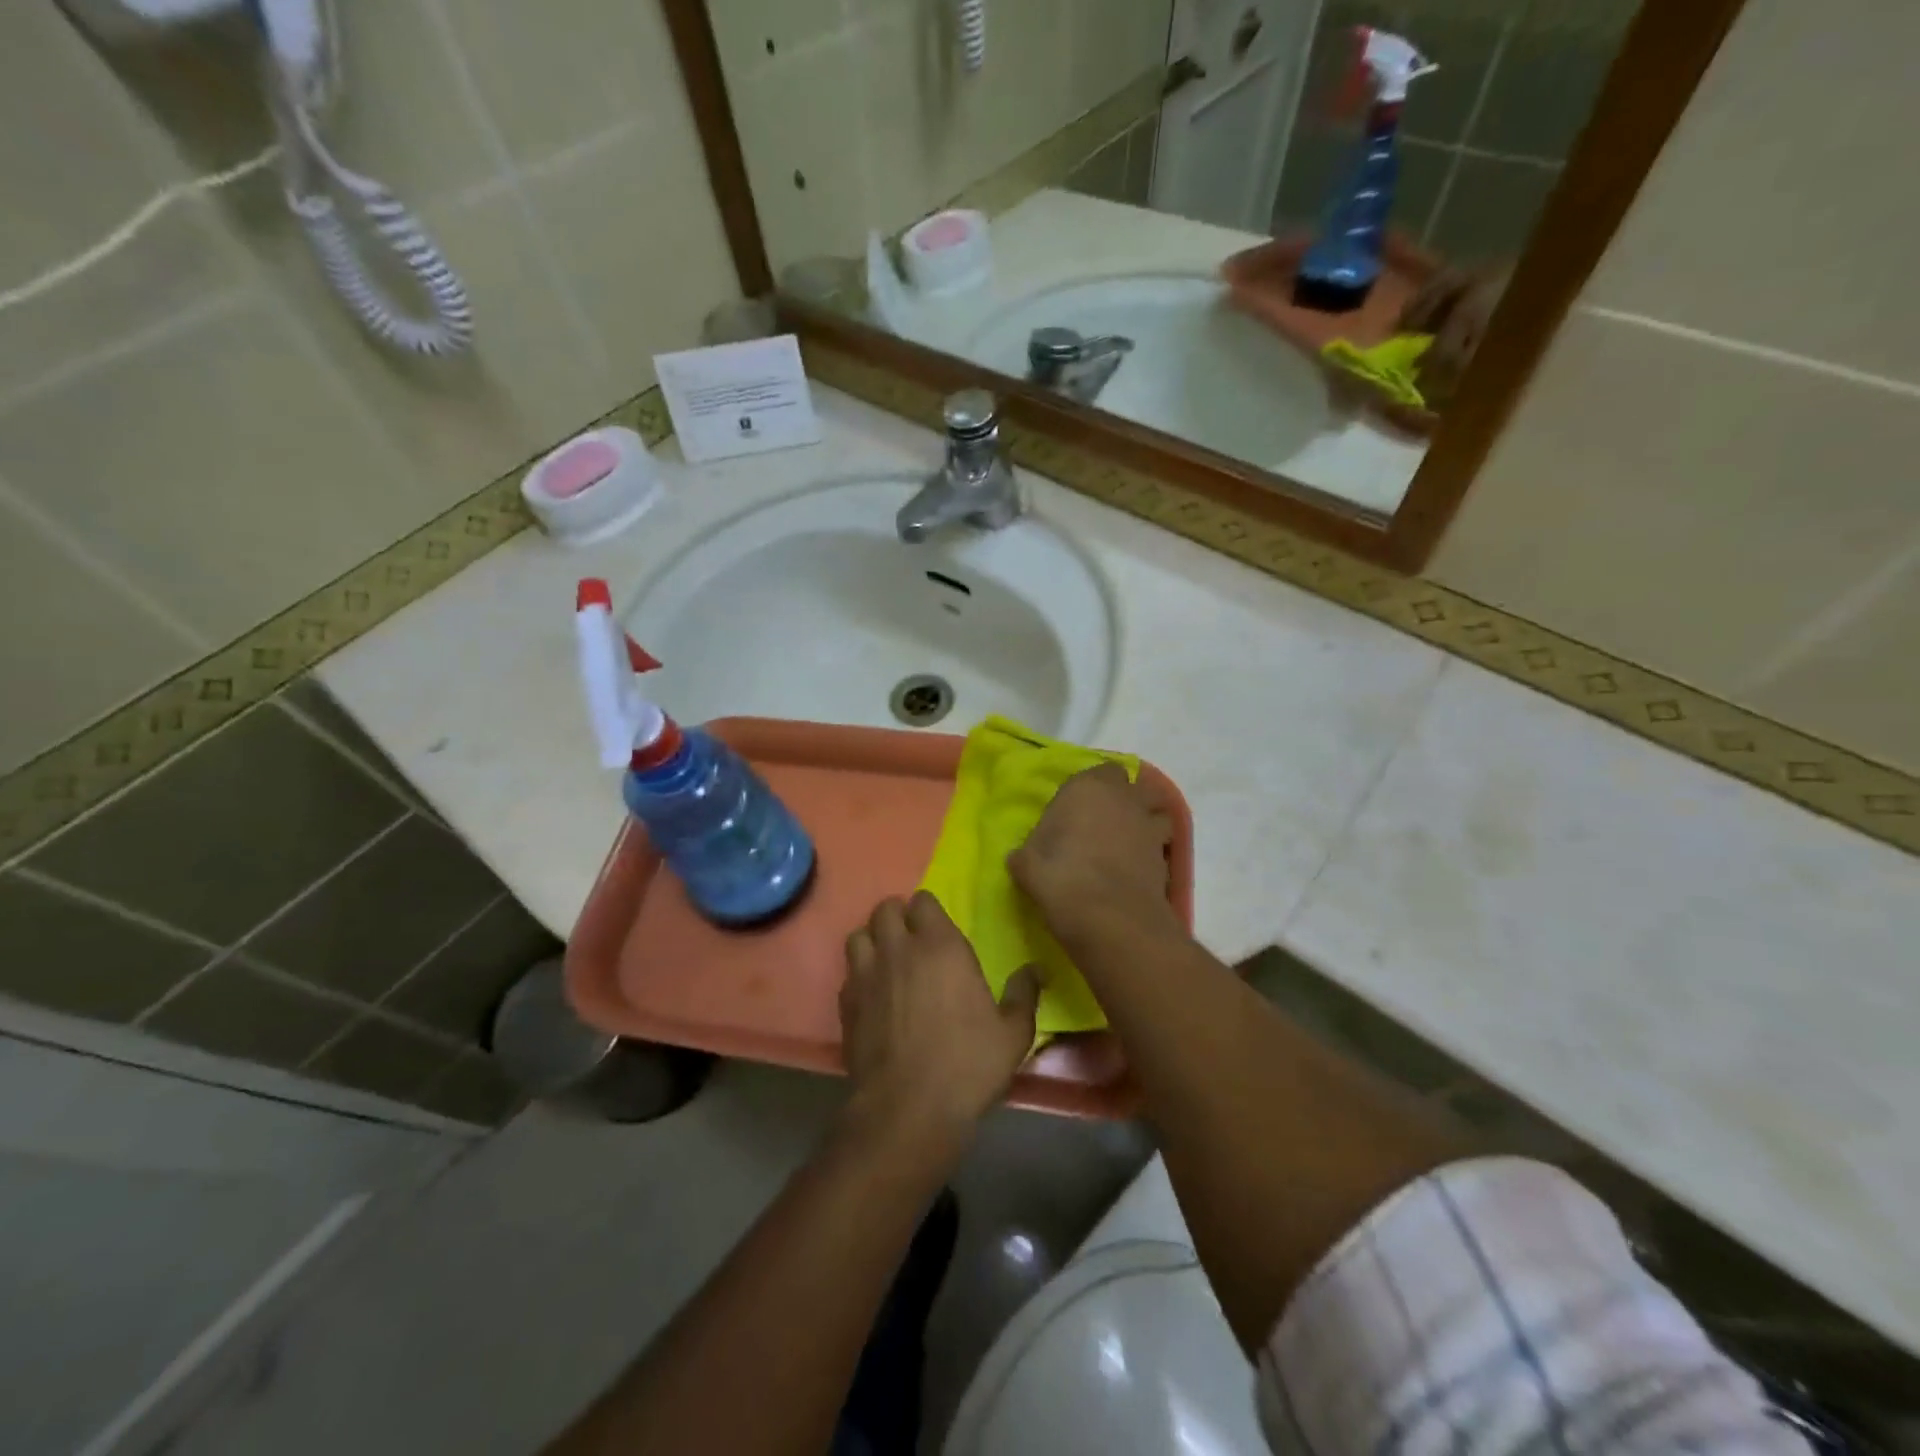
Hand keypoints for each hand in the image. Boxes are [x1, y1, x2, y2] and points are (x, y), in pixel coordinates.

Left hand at [840, 892, 1039, 1142]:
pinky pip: (849, 971)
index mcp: (940, 946)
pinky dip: (859, 974)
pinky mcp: (846, 1002)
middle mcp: (899, 949)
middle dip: (898, 918)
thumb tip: (1036, 969)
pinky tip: (873, 995)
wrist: (907, 1108)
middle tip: (912, 941)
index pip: (923, 901)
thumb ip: (1024, 994)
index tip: (938, 930)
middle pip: (886, 909)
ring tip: (887, 960)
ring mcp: (866, 974)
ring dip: (873, 940)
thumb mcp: (1012, 1033)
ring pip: (859, 934)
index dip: (929, 912)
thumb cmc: (966, 1064)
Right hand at [1009, 764, 1177, 944]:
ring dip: (1146, 825)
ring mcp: (1151, 830)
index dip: (1094, 787)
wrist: (1111, 919)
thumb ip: (1026, 855)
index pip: (1102, 770)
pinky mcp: (1167, 861)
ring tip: (1127, 846)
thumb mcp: (1027, 866)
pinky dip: (1151, 857)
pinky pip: (1161, 850)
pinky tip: (1134, 874)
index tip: (1078, 808)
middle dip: (1128, 800)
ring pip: (1158, 815)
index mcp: (1090, 788)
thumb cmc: (1061, 878)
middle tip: (1106, 823)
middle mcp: (1126, 800)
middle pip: (1139, 788)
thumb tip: (1020, 859)